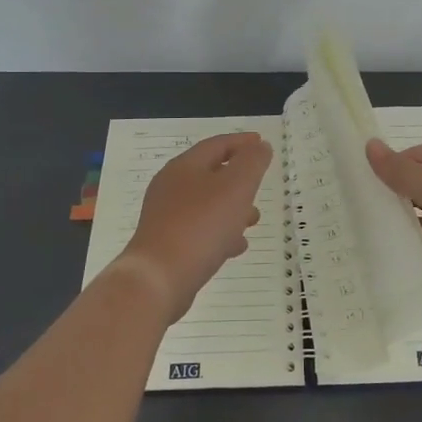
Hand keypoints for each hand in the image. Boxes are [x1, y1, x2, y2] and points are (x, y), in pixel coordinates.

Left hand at [114, 132, 272, 323]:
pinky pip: (199, 231)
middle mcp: (171, 187)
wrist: (158, 279)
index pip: (217, 145)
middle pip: (210, 174)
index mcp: (185, 167)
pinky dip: (220, 232)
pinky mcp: (167, 245)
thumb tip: (260, 146)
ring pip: (206, 204)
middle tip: (260, 182)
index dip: (242, 142)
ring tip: (254, 219)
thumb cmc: (201, 225)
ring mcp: (166, 217)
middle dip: (239, 178)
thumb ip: (252, 163)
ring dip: (232, 208)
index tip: (262, 143)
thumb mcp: (236, 187)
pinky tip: (236, 247)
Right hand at [365, 139, 421, 321]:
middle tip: (358, 197)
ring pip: (417, 223)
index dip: (402, 158)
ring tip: (359, 225)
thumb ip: (402, 170)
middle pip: (420, 189)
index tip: (374, 171)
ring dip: (395, 223)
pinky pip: (419, 254)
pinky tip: (375, 252)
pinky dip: (401, 252)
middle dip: (393, 191)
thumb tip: (370, 144)